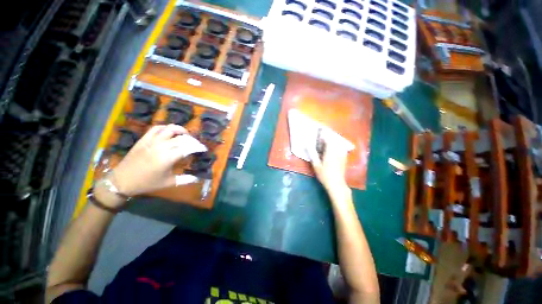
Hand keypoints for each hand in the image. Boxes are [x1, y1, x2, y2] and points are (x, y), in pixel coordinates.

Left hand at [110, 124, 206, 197]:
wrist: (123, 181)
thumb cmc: (147, 183)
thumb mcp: (169, 183)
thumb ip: (185, 180)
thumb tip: (198, 178)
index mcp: (168, 158)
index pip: (188, 148)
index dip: (198, 147)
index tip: (204, 149)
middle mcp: (161, 147)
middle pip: (182, 138)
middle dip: (192, 140)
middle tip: (197, 145)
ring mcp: (151, 141)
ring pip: (169, 129)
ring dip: (180, 130)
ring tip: (186, 134)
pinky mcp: (144, 139)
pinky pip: (156, 128)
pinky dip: (165, 127)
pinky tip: (170, 131)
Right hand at [307, 132, 350, 196]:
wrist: (337, 184)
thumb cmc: (324, 175)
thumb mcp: (316, 165)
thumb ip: (312, 153)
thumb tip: (306, 145)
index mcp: (330, 151)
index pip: (327, 138)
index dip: (323, 133)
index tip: (319, 128)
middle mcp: (337, 150)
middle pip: (334, 138)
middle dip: (328, 135)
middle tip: (322, 133)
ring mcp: (342, 153)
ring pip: (338, 142)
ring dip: (332, 139)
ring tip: (326, 139)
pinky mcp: (344, 157)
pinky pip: (341, 146)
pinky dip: (336, 144)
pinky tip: (332, 147)